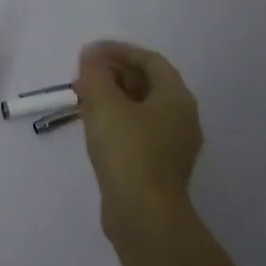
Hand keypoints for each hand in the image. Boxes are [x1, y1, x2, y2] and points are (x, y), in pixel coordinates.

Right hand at [74, 40, 202, 235]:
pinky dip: (117, 122)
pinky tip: (94, 128)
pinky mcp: (159, 168)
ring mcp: (173, 146)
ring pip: (141, 110)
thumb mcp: (105, 104)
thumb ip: (95, 74)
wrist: (143, 214)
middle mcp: (182, 118)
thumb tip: (91, 56)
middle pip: (148, 84)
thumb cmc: (128, 151)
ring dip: (113, 99)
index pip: (150, 61)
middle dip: (114, 75)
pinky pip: (138, 132)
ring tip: (83, 100)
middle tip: (83, 76)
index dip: (119, 51)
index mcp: (177, 98)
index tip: (89, 53)